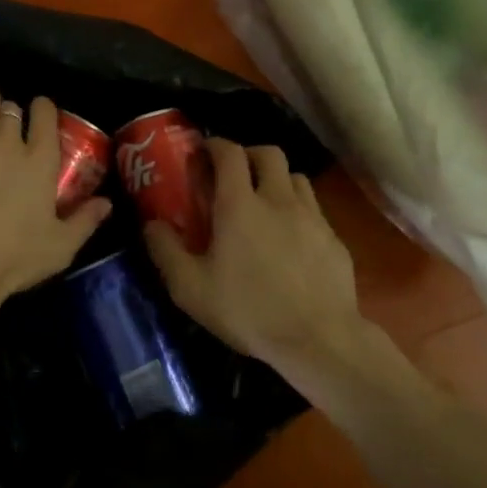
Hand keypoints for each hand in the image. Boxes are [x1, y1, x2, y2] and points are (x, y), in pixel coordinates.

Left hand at [0, 86, 112, 315]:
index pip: (44, 111)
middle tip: (4, 138)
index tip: (38, 119)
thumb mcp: (60, 248)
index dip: (42, 110)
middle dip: (11, 118)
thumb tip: (107, 202)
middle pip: (11, 107)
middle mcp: (6, 141)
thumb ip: (86, 220)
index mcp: (39, 160)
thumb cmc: (11, 260)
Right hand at [143, 138, 366, 371]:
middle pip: (269, 153)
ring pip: (296, 177)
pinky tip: (291, 240)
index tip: (204, 152)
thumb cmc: (249, 311)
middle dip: (249, 155)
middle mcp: (278, 200)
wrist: (320, 342)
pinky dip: (299, 212)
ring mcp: (312, 218)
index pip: (230, 153)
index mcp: (240, 205)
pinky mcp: (334, 240)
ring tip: (265, 204)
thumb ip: (166, 251)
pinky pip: (315, 210)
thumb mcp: (191, 289)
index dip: (215, 145)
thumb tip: (152, 224)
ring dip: (277, 180)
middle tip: (235, 175)